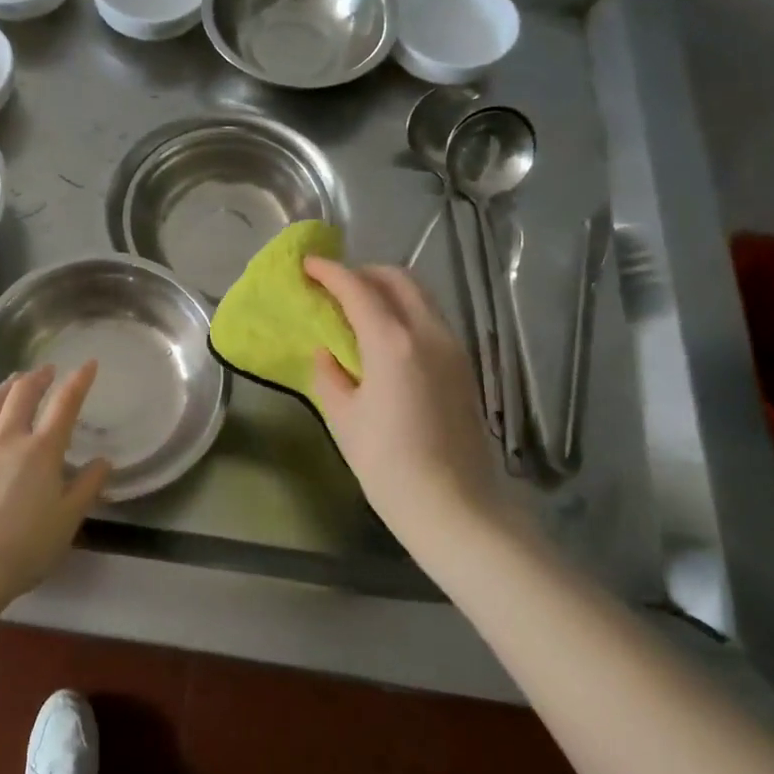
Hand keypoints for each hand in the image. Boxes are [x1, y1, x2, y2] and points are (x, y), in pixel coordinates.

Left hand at [0, 363, 110, 605]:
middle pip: (22, 394)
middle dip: (38, 377)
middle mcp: (7, 438)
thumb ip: (88, 486)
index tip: (88, 364)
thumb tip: (103, 461)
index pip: (65, 404)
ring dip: (4, 389)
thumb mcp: (68, 520)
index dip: (79, 380)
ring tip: (12, 382)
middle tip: (46, 370)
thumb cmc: (24, 547)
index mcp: (42, 450)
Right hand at [304, 258, 506, 548]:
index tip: (307, 265)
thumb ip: (329, 375)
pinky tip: (385, 340)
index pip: (357, 288)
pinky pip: (431, 320)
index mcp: (392, 342)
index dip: (329, 272)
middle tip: (334, 287)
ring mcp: (454, 349)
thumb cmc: (388, 466)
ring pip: (420, 297)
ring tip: (357, 311)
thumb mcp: (344, 419)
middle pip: (398, 279)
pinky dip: (405, 313)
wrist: (456, 508)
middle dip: (363, 273)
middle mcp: (429, 333)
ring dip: (387, 291)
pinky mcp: (465, 368)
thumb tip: (326, 353)